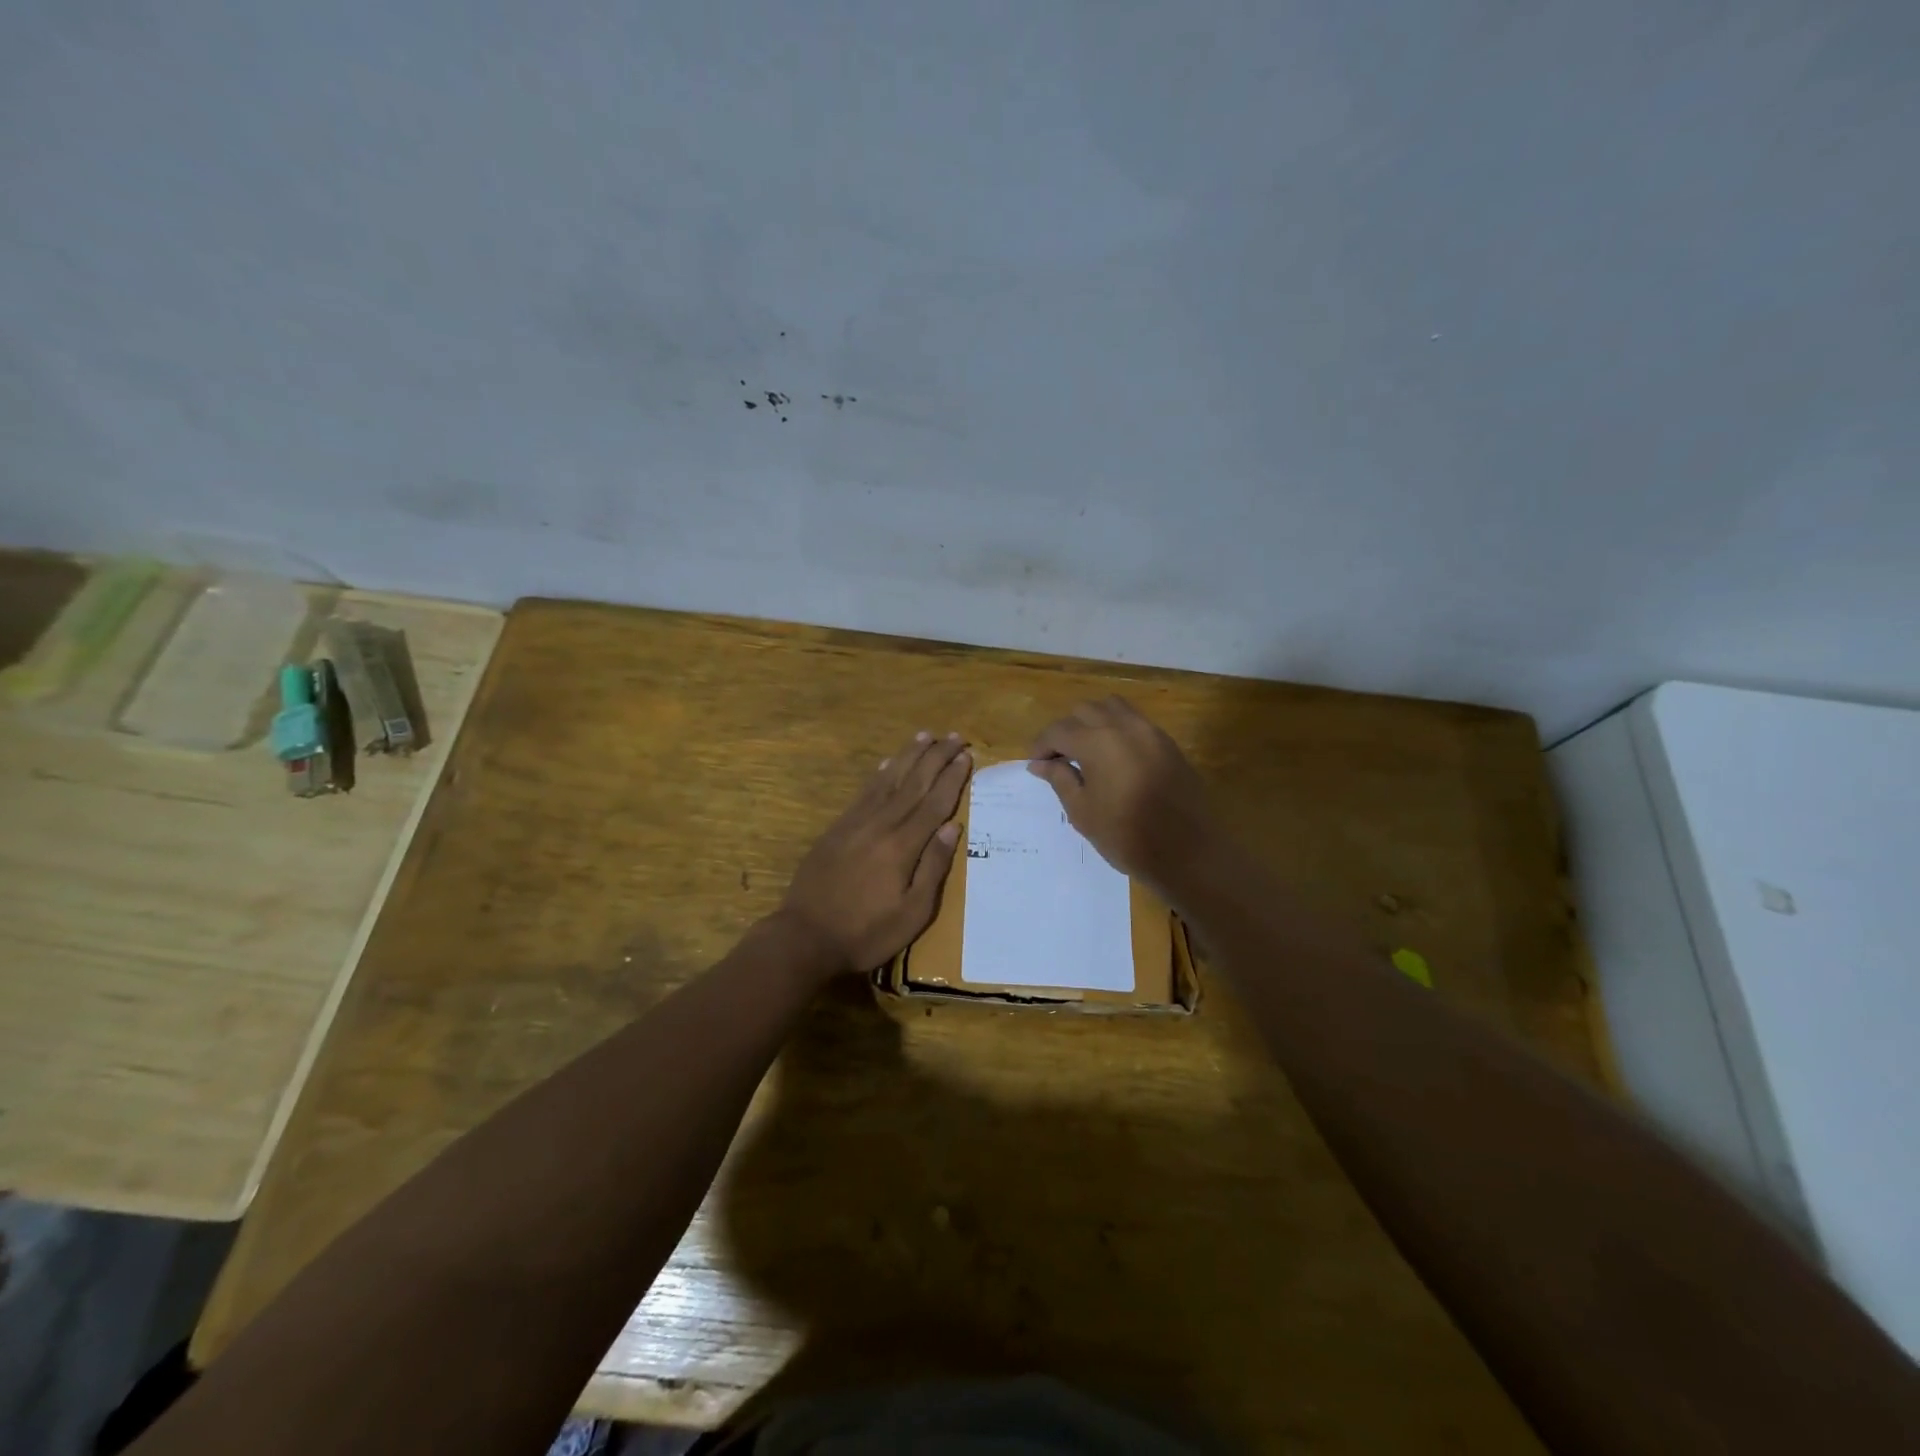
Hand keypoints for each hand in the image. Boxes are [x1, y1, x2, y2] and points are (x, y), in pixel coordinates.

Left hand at [779, 731, 971, 973]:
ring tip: (924, 736)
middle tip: (954, 736)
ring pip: (888, 780)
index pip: (934, 803)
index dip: (952, 778)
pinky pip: (863, 793)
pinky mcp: (837, 829)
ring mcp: (856, 824)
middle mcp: (881, 825)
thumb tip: (953, 827)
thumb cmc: (866, 933)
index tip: (966, 756)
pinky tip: (886, 764)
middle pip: (914, 783)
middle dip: (936, 757)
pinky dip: (878, 775)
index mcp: (903, 846)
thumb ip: (933, 867)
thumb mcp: (912, 913)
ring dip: (908, 756)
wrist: (805, 936)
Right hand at [1027, 696, 1218, 893]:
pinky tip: (1113, 758)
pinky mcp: (1168, 743)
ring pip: (1113, 708)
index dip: (1041, 745)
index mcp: (1098, 741)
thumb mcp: (1082, 811)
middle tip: (1058, 759)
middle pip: (1085, 711)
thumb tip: (1040, 763)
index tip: (1035, 765)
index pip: (1058, 730)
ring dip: (1093, 722)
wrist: (1188, 852)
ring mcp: (1150, 731)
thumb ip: (1060, 779)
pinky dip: (1117, 728)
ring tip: (1086, 752)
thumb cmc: (1126, 836)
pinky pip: (1135, 722)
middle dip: (1066, 730)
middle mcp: (1124, 726)